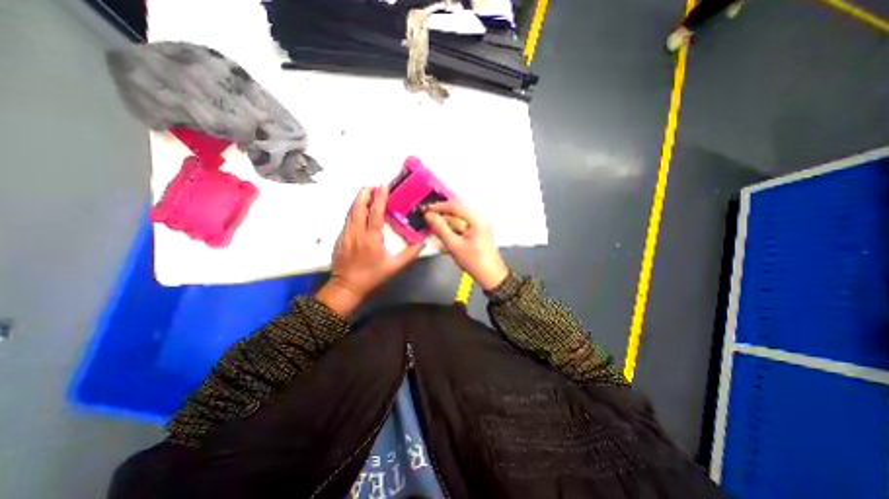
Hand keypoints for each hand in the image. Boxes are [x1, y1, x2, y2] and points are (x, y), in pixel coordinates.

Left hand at [319, 186, 424, 314]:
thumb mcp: (394, 267)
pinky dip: (354, 210)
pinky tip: (359, 210)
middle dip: (365, 193)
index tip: (383, 185)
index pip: (375, 212)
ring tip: (366, 192)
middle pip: (358, 207)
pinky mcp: (340, 238)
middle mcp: (357, 232)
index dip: (379, 197)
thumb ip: (409, 254)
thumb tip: (422, 242)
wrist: (346, 286)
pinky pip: (347, 219)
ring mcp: (346, 234)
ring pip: (351, 211)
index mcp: (371, 238)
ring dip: (358, 200)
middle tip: (372, 185)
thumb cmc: (371, 276)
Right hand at [422, 198, 506, 289]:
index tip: (426, 210)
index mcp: (477, 219)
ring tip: (434, 228)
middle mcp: (480, 219)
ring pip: (459, 218)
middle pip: (457, 210)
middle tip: (428, 218)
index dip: (439, 206)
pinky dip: (453, 229)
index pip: (455, 206)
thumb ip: (441, 229)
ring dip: (447, 222)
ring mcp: (480, 225)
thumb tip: (429, 216)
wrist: (492, 276)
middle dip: (442, 214)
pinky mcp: (478, 232)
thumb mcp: (454, 246)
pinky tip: (445, 235)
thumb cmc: (474, 262)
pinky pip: (462, 226)